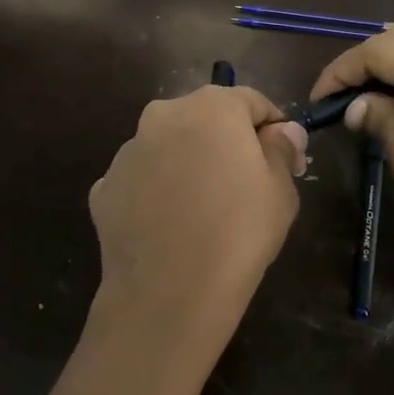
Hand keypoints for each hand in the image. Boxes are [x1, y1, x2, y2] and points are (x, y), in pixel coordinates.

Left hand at [87, 85, 307, 385]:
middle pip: (204, 119)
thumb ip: (281, 149)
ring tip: (203, 210)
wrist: (168, 293)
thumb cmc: (238, 234)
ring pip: (168, 147)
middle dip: (227, 142)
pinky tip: (169, 227)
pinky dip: (155, 193)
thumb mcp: (280, 190)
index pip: (251, 101)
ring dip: (187, 164)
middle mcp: (162, 115)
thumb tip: (282, 131)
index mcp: (211, 107)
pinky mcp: (104, 187)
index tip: (289, 162)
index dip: (274, 128)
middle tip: (246, 184)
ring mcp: (127, 151)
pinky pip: (141, 181)